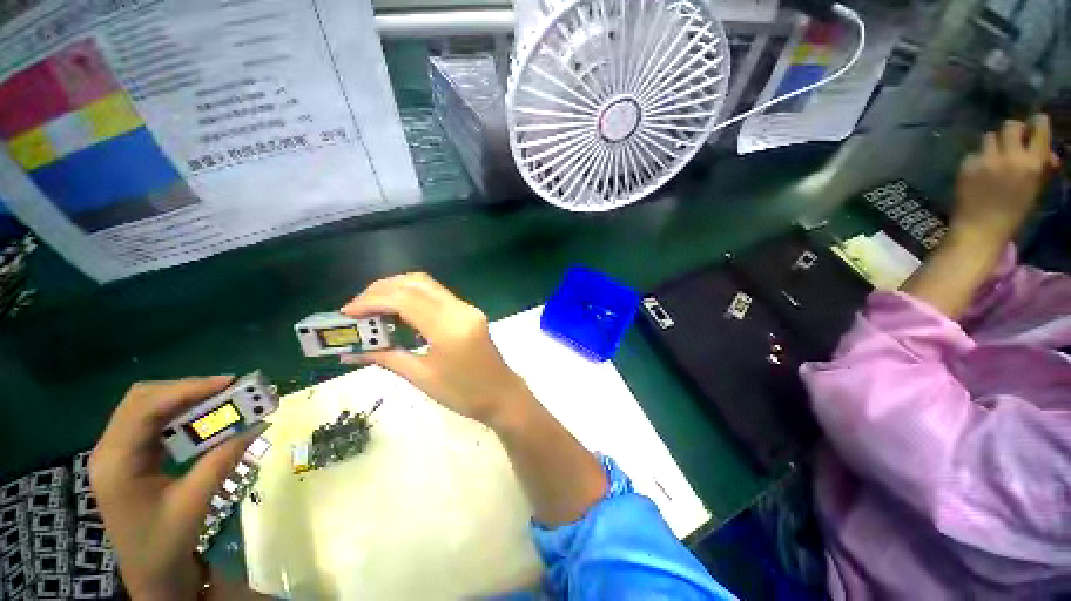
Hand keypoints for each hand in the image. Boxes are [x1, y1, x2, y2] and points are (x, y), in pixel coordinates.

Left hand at [90, 377, 265, 600]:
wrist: (149, 572)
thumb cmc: (165, 541)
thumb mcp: (195, 501)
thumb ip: (223, 458)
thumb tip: (260, 424)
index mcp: (116, 461)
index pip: (145, 408)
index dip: (186, 389)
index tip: (228, 382)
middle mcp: (109, 448)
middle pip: (142, 399)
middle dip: (186, 389)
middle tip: (227, 389)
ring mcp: (116, 451)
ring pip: (147, 407)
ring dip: (184, 400)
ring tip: (220, 400)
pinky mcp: (127, 455)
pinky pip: (152, 422)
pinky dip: (180, 414)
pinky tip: (201, 419)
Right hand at [341, 273, 527, 427]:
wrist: (502, 394)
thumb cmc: (464, 394)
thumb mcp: (422, 378)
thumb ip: (386, 358)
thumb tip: (349, 352)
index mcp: (449, 327)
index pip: (405, 300)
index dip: (372, 301)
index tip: (346, 313)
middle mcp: (460, 310)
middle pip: (417, 283)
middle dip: (382, 289)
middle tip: (357, 307)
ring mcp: (468, 308)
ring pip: (428, 285)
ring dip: (398, 290)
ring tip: (372, 308)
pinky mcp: (469, 311)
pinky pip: (437, 295)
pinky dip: (414, 297)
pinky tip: (398, 312)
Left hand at [951, 115, 1060, 247]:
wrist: (980, 230)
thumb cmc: (1012, 214)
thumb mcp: (1035, 189)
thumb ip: (1041, 167)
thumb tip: (1049, 154)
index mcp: (1033, 163)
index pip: (1039, 128)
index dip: (1036, 123)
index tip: (1034, 124)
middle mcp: (1011, 157)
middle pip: (1010, 125)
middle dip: (1012, 131)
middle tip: (1011, 141)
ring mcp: (986, 160)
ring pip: (989, 136)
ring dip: (992, 145)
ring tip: (992, 159)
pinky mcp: (966, 166)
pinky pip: (973, 154)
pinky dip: (976, 160)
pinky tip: (977, 173)